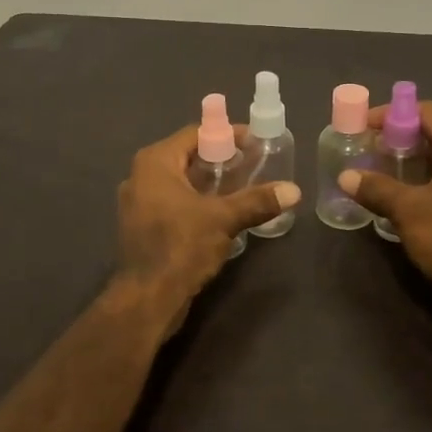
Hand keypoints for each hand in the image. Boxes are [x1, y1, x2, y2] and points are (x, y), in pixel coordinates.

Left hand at [112, 124, 300, 332]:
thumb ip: (257, 201)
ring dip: (209, 182)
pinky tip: (221, 212)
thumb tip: (294, 191)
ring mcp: (138, 202)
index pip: (195, 134)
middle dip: (219, 159)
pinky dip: (196, 200)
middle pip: (187, 156)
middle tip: (251, 163)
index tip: (254, 142)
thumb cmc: (181, 246)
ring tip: (242, 186)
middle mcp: (140, 176)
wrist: (147, 298)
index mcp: (154, 162)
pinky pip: (173, 201)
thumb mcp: (224, 219)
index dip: (226, 135)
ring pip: (180, 181)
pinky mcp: (142, 226)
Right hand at [338, 101, 431, 311]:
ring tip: (384, 172)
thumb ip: (376, 188)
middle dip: (401, 140)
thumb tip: (346, 177)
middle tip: (370, 150)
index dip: (391, 115)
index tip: (364, 127)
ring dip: (416, 162)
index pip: (426, 112)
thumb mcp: (407, 209)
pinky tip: (409, 196)